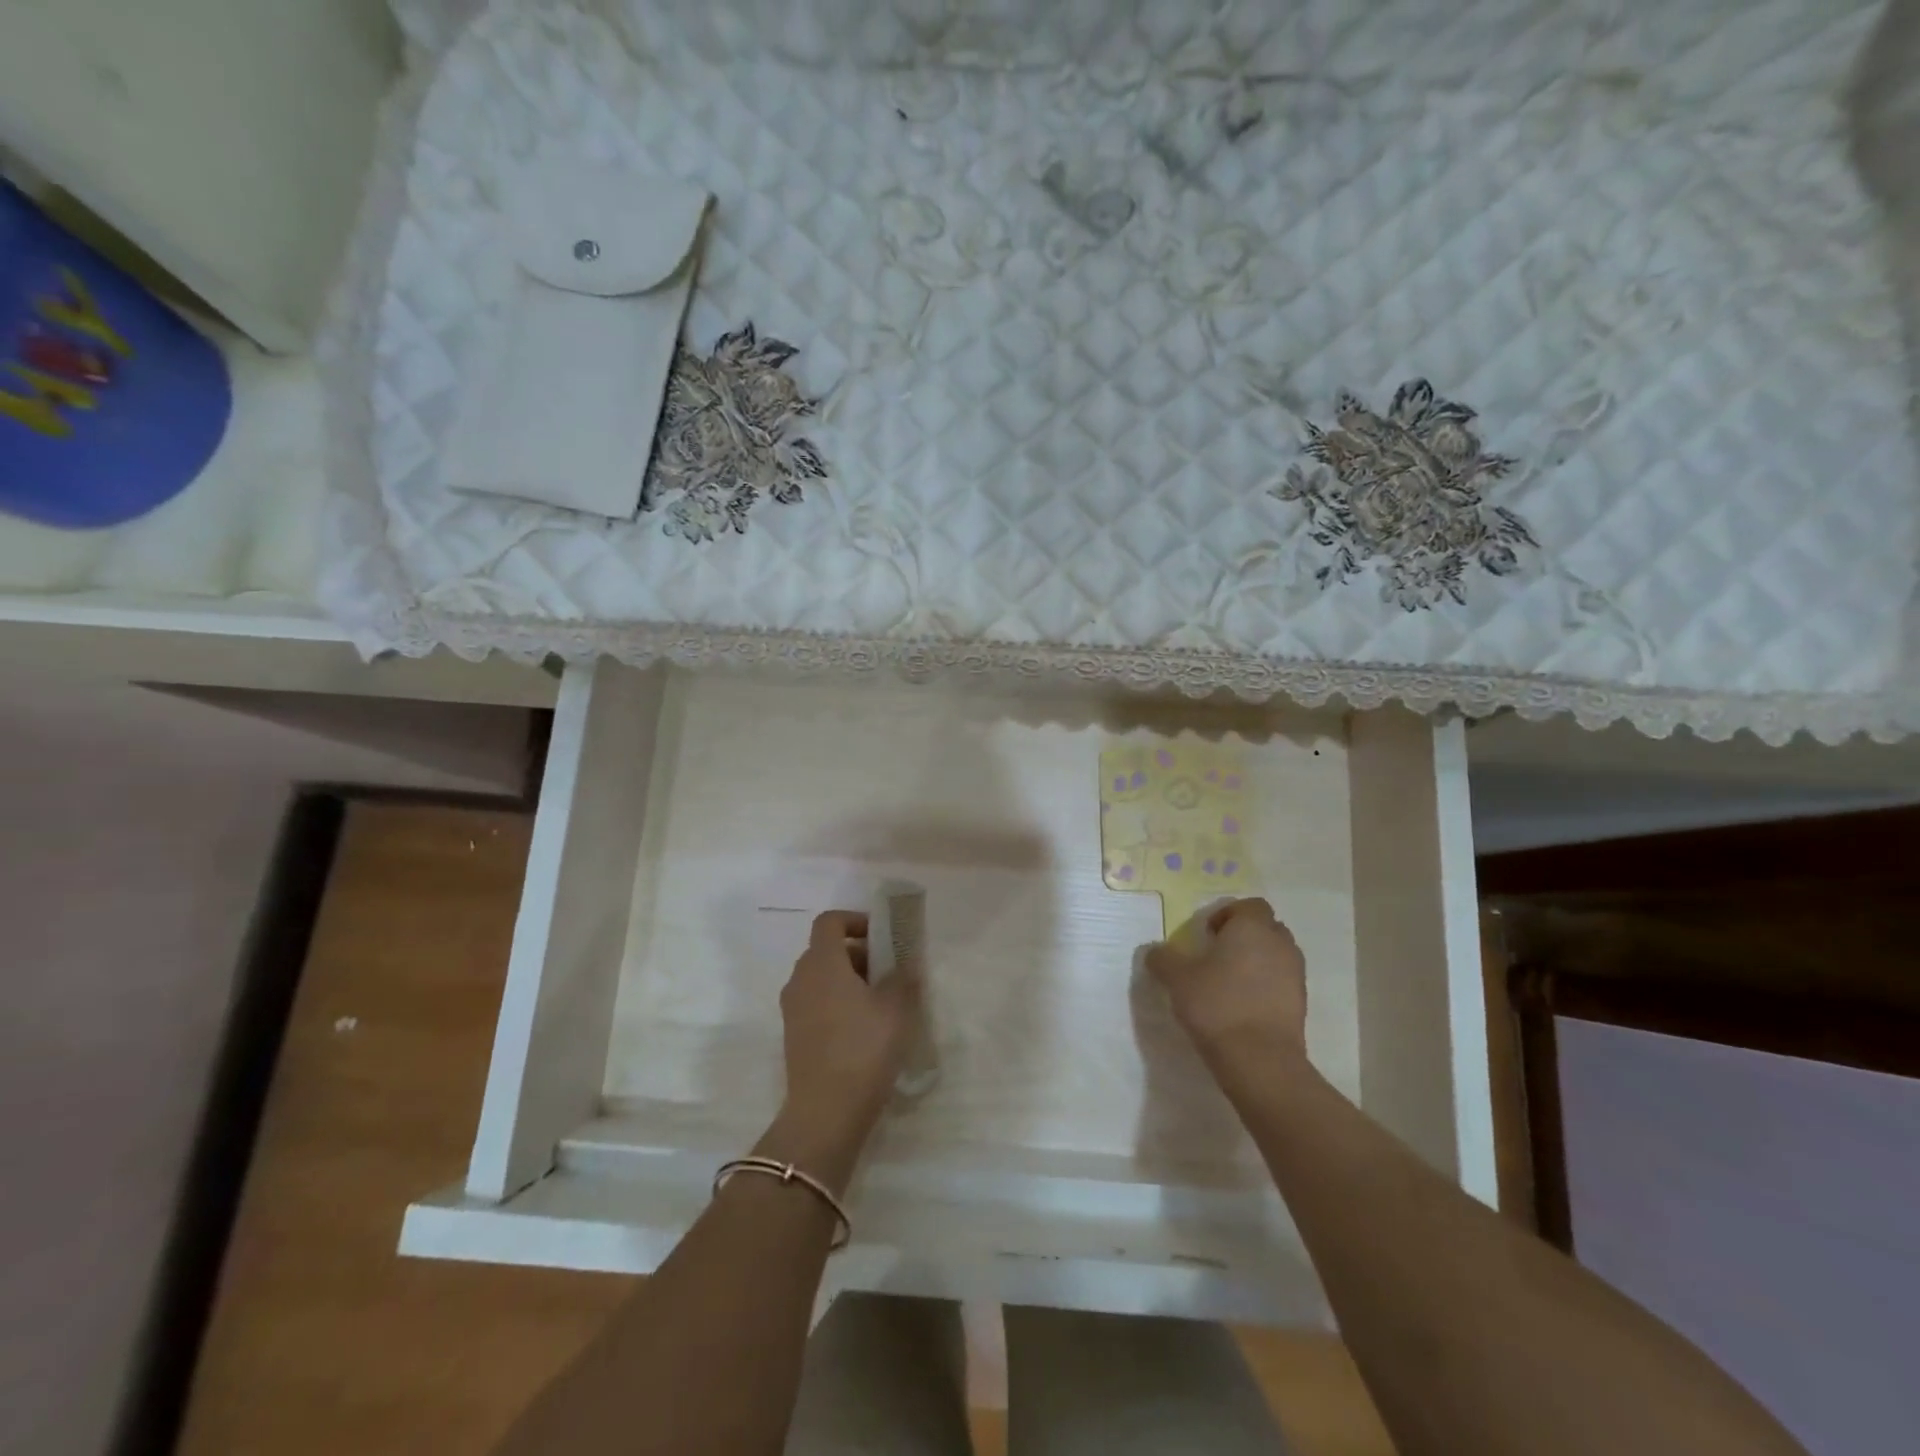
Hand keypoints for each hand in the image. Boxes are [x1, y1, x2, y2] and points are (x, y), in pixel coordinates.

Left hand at [767, 911, 917, 1181]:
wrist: (825, 1113)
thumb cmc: (863, 1049)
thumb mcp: (896, 1009)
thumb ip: (903, 978)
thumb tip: (905, 964)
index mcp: (822, 963)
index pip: (830, 922)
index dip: (856, 920)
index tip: (882, 936)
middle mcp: (801, 979)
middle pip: (826, 950)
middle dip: (858, 953)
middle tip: (889, 971)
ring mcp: (792, 1009)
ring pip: (821, 978)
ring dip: (849, 980)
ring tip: (881, 1002)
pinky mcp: (794, 1036)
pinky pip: (816, 1003)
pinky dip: (838, 1003)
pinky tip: (865, 1029)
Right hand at [1145, 898, 1307, 1073]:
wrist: (1259, 1059)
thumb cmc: (1216, 1004)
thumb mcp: (1176, 978)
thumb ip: (1163, 958)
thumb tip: (1154, 950)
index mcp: (1252, 927)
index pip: (1249, 905)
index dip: (1227, 914)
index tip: (1207, 935)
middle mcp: (1279, 943)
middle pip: (1266, 927)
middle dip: (1245, 936)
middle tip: (1218, 955)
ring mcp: (1295, 974)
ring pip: (1276, 955)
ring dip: (1257, 960)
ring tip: (1231, 982)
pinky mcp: (1301, 1003)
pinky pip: (1282, 981)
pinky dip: (1266, 985)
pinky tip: (1243, 1005)